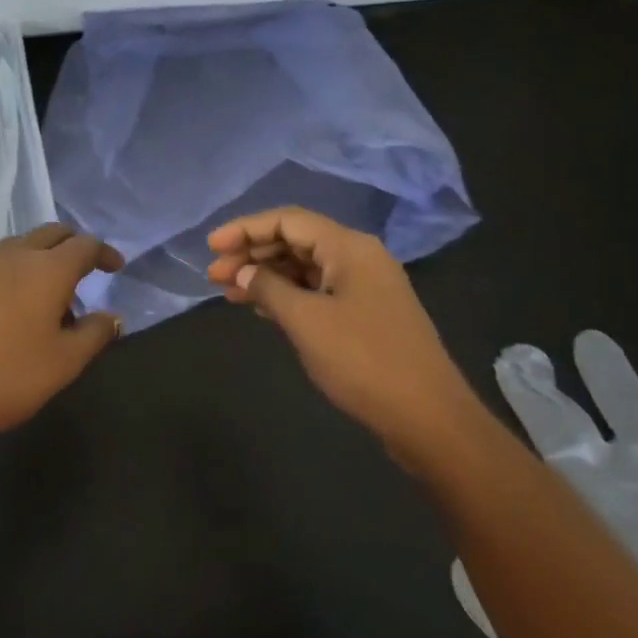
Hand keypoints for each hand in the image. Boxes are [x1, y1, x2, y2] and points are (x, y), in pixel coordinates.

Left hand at [0, 224, 123, 444]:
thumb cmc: (3, 378)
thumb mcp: (62, 364)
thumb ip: (94, 334)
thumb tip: (112, 316)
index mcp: (46, 270)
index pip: (85, 245)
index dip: (105, 253)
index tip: (115, 267)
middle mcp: (10, 256)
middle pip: (49, 234)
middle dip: (71, 245)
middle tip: (83, 271)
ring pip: (15, 248)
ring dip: (36, 260)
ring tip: (42, 297)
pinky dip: (5, 277)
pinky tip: (0, 310)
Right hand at [207, 208, 485, 469]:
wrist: (427, 416)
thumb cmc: (363, 361)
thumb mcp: (306, 321)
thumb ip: (269, 289)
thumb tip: (241, 272)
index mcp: (349, 247)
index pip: (288, 221)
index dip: (245, 229)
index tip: (211, 247)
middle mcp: (358, 258)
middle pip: (296, 241)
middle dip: (252, 254)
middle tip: (214, 275)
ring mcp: (364, 287)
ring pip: (305, 268)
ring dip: (266, 276)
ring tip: (228, 292)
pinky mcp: (365, 315)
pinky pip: (317, 292)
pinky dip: (286, 295)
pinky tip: (260, 308)